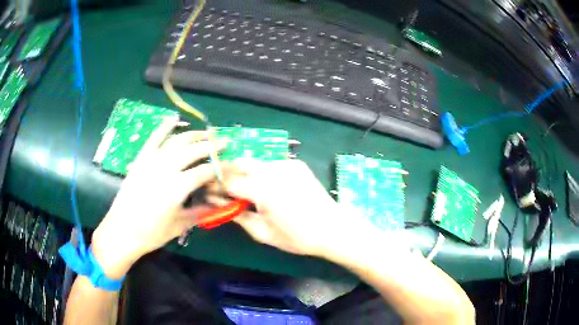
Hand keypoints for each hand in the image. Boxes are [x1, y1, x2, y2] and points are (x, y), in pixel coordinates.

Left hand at [92, 117, 224, 278]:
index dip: (222, 167)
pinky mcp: (141, 159)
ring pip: (177, 140)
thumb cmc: (151, 233)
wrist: (122, 231)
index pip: (206, 171)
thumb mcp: (179, 226)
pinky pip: (154, 138)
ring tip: (207, 133)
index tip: (232, 165)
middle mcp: (166, 168)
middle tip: (225, 142)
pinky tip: (174, 118)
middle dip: (212, 145)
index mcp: (178, 187)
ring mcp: (152, 161)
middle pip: (194, 150)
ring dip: (194, 134)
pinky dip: (164, 126)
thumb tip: (218, 204)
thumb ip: (200, 212)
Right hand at [220, 160, 375, 257]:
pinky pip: (271, 164)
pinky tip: (269, 187)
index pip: (228, 181)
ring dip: (244, 173)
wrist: (333, 228)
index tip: (208, 192)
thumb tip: (218, 203)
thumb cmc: (298, 237)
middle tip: (224, 190)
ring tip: (246, 190)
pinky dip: (263, 173)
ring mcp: (286, 164)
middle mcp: (273, 170)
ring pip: (255, 162)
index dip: (215, 186)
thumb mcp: (263, 233)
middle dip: (227, 174)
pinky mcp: (296, 164)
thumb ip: (237, 215)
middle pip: (239, 163)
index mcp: (262, 190)